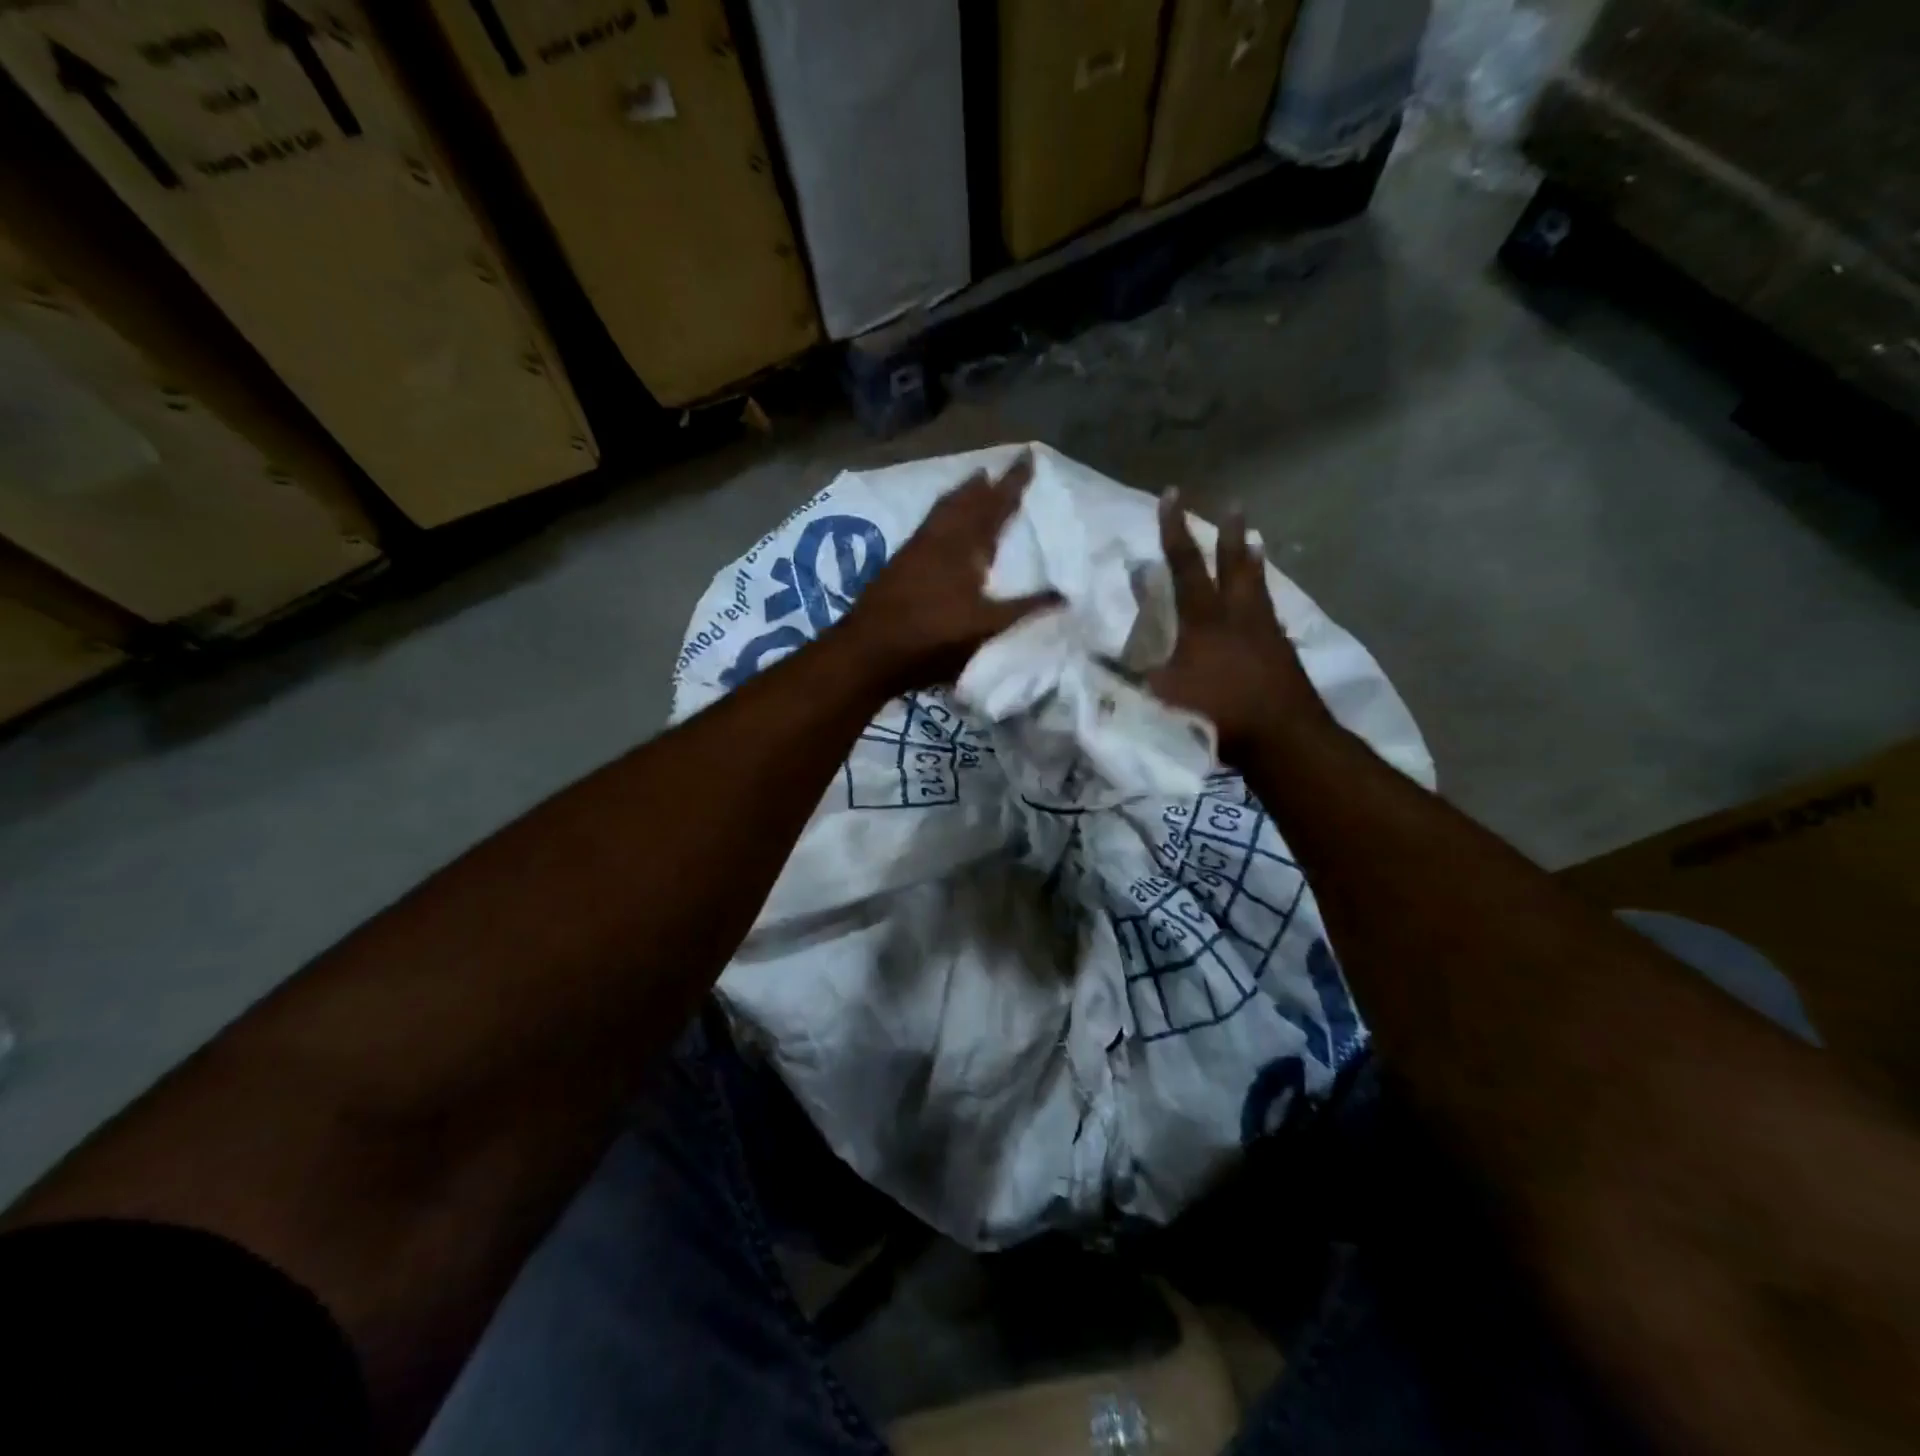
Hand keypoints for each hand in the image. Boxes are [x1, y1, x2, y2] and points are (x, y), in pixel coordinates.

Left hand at [841, 451, 1060, 694]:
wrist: (870, 650)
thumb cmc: (932, 637)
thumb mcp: (985, 627)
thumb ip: (1024, 609)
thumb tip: (1065, 595)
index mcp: (964, 545)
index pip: (995, 506)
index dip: (1012, 484)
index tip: (1027, 457)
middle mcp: (939, 538)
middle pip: (965, 502)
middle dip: (984, 485)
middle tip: (997, 470)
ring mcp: (915, 549)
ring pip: (942, 511)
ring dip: (960, 496)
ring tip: (972, 486)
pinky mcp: (899, 564)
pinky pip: (928, 525)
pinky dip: (942, 514)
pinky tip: (940, 525)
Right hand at [1149, 490, 1330, 762]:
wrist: (1283, 737)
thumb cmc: (1217, 714)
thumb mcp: (1160, 697)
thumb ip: (1126, 677)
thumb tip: (1088, 660)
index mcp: (1202, 620)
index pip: (1184, 565)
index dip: (1174, 530)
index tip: (1171, 495)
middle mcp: (1236, 616)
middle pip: (1232, 565)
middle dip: (1228, 534)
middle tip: (1233, 505)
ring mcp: (1264, 633)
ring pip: (1258, 586)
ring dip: (1253, 561)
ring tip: (1258, 541)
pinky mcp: (1283, 653)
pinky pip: (1273, 615)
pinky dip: (1267, 602)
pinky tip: (1269, 608)